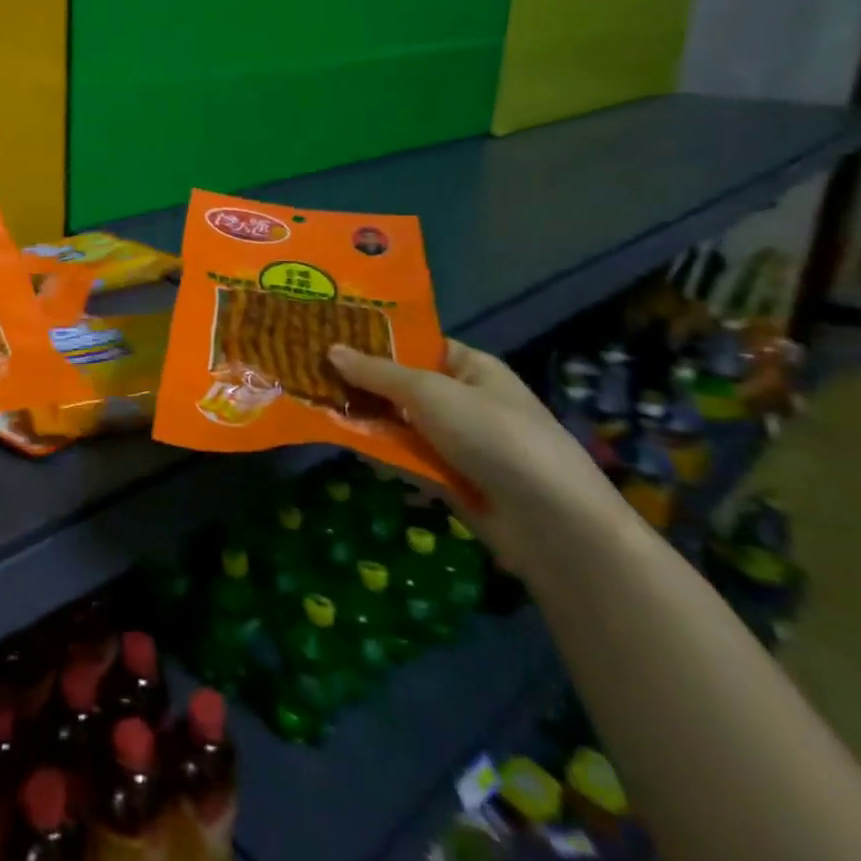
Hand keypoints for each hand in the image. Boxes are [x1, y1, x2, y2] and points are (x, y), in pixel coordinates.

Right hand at [328, 340, 620, 567]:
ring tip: (314, 408)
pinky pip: (405, 458)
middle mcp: (462, 400)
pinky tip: (345, 445)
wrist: (552, 524)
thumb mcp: (430, 393)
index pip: (414, 344)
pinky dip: (379, 453)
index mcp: (470, 367)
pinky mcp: (449, 479)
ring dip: (365, 420)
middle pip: (400, 385)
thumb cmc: (494, 436)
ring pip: (398, 423)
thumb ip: (377, 373)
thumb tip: (330, 350)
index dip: (373, 340)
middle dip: (359, 383)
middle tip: (307, 373)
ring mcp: (456, 442)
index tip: (326, 336)